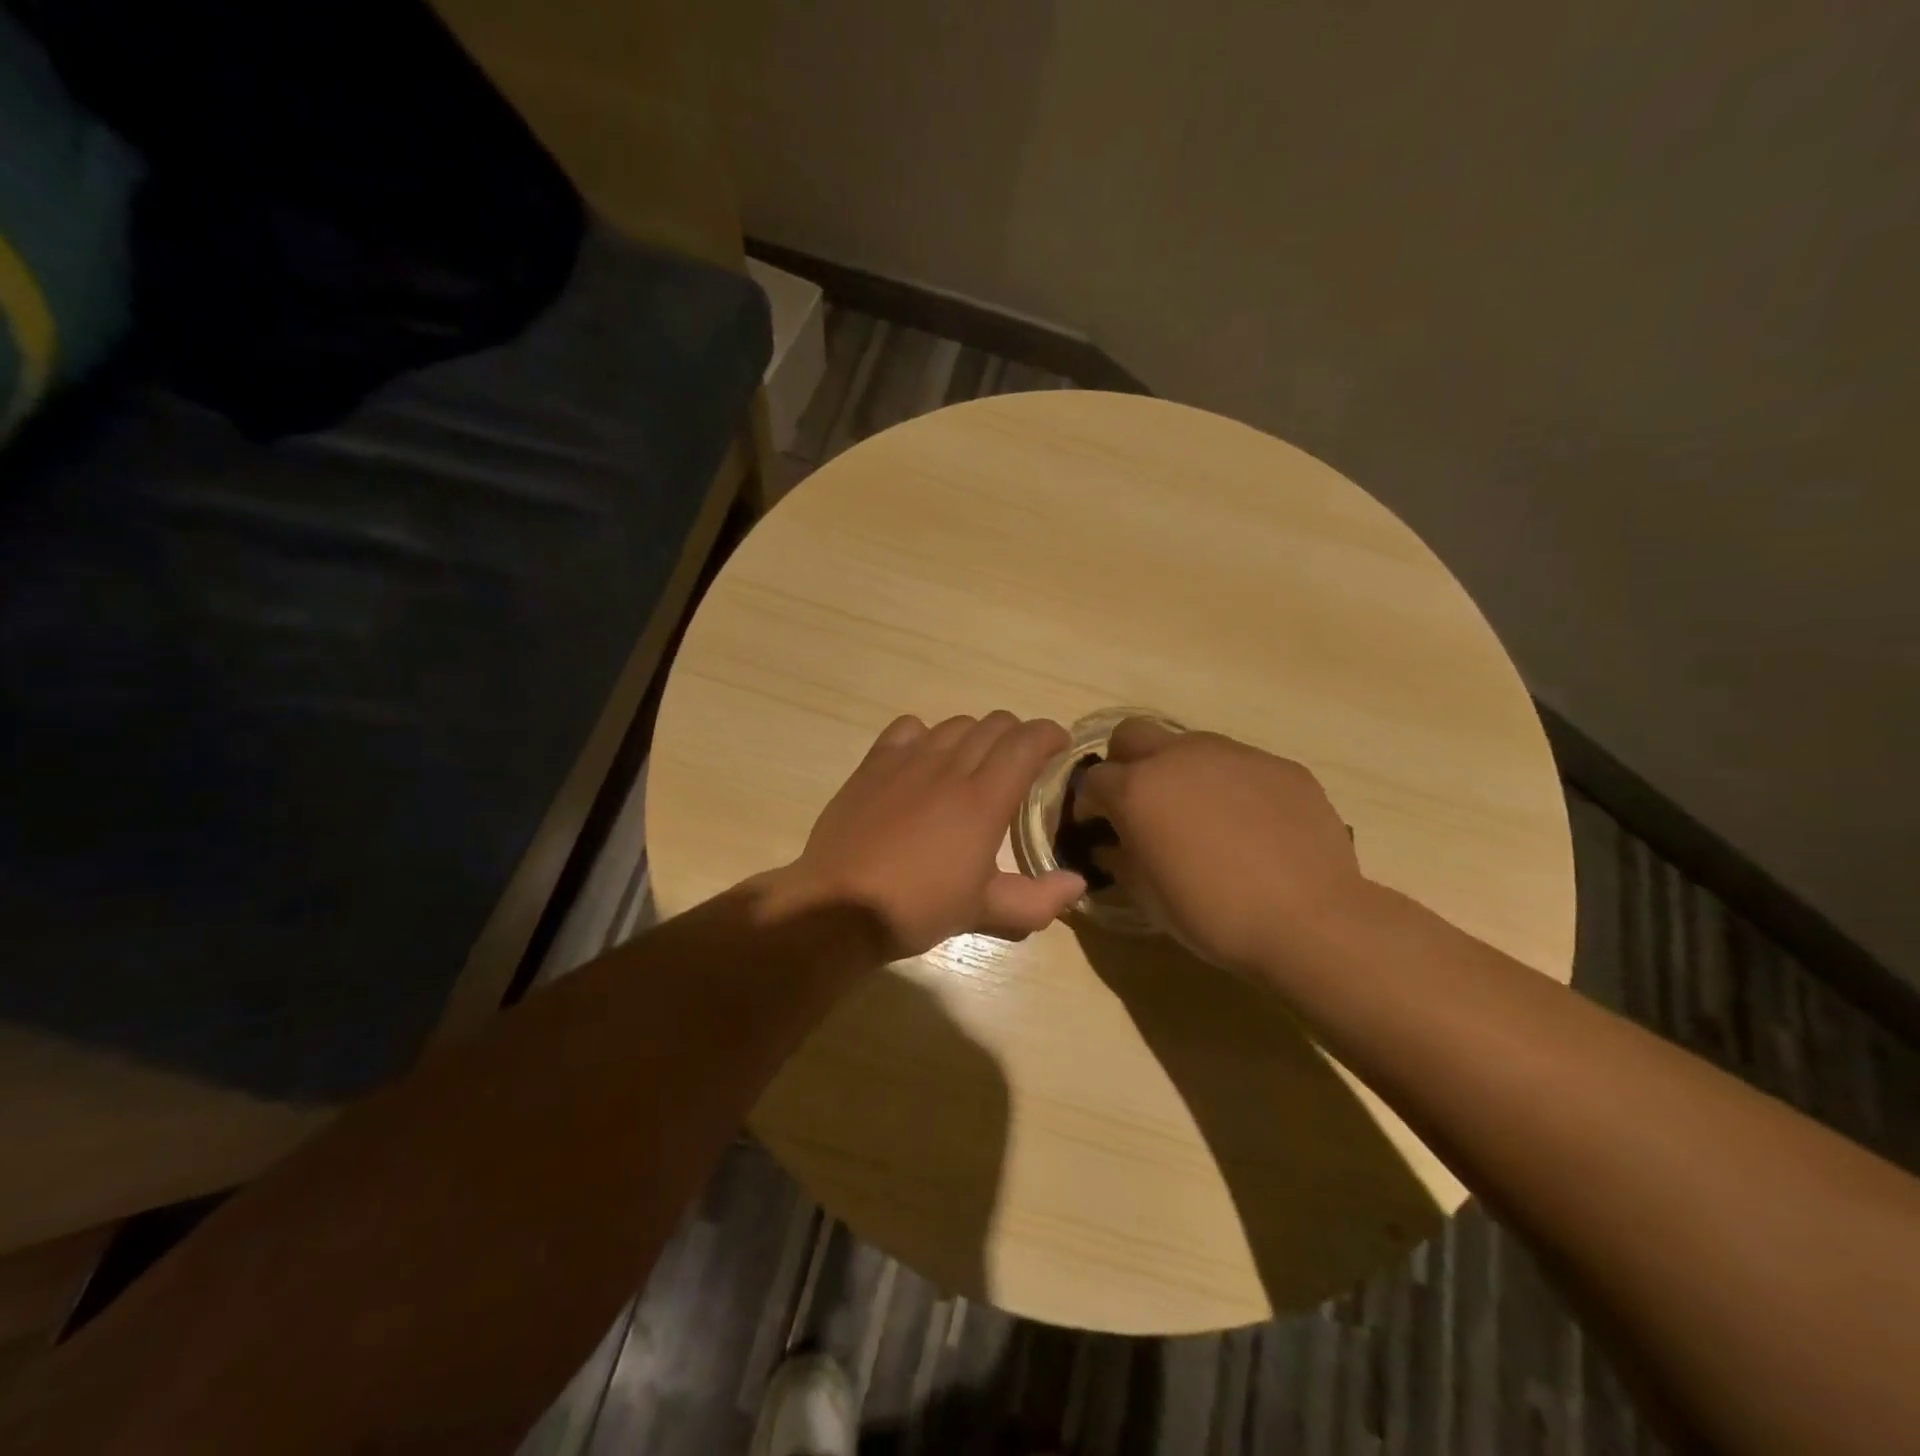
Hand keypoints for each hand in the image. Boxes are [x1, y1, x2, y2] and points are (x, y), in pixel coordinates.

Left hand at [779, 712, 1088, 959]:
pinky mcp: (874, 763)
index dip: (1050, 734)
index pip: (1027, 741)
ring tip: (974, 762)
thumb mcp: (984, 912)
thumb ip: (1038, 900)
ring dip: (976, 735)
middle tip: (1021, 762)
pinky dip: (928, 734)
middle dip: (1018, 735)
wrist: (840, 906)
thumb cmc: (918, 908)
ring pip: (956, 723)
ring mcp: (908, 760)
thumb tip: (1078, 884)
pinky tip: (925, 759)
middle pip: (995, 724)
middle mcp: (950, 767)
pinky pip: (909, 727)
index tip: (1060, 747)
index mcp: (984, 799)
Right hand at [1078, 718, 1368, 973]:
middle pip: (1131, 734)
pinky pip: (1238, 764)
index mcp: (1137, 789)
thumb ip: (1120, 860)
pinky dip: (1228, 785)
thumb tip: (1110, 845)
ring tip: (1199, 815)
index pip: (1093, 779)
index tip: (1099, 828)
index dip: (1090, 804)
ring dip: (1178, 771)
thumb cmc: (1213, 914)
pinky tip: (1249, 825)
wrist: (1309, 920)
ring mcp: (1233, 754)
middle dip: (1125, 762)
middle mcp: (1179, 757)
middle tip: (1140, 803)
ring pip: (1188, 744)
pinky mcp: (1278, 764)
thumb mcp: (1148, 897)